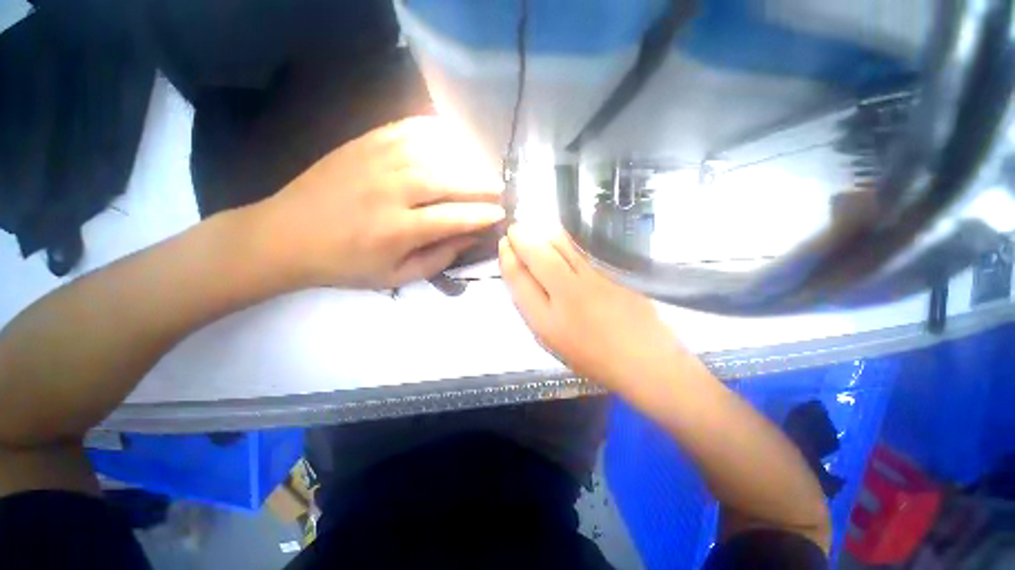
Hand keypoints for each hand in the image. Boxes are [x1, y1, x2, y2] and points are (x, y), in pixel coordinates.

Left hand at [255, 116, 504, 288]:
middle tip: (499, 188)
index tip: (501, 214)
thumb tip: (470, 237)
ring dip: (465, 158)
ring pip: (433, 152)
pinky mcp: (363, 142)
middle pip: (448, 180)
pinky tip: (451, 139)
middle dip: (481, 183)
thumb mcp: (395, 277)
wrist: (286, 235)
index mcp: (397, 230)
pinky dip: (435, 131)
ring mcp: (375, 161)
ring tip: (481, 167)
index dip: (482, 216)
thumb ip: (438, 259)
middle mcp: (391, 191)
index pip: (453, 218)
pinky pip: (408, 129)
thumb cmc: (346, 264)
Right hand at [499, 224, 687, 391]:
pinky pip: (584, 243)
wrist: (642, 360)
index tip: (505, 244)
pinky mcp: (616, 269)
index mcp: (546, 321)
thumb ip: (531, 305)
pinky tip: (563, 238)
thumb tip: (520, 270)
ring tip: (538, 234)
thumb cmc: (590, 355)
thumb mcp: (549, 338)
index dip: (507, 257)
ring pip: (561, 242)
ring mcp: (596, 278)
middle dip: (521, 236)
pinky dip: (567, 236)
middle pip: (537, 254)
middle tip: (516, 231)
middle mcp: (568, 295)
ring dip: (544, 232)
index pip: (518, 278)